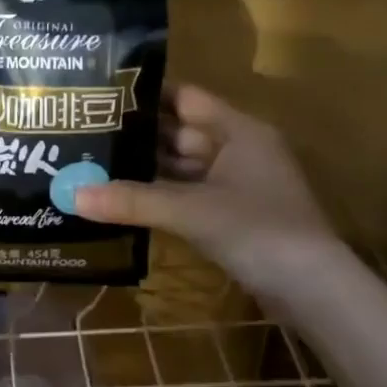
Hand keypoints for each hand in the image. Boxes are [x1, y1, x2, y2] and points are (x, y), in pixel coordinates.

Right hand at [74, 83, 334, 297]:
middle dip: (138, 135)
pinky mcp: (234, 214)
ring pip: (183, 166)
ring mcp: (238, 183)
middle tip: (87, 133)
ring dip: (147, 168)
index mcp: (238, 130)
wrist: (314, 292)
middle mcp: (238, 148)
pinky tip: (125, 197)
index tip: (103, 95)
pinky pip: (189, 193)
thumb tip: (72, 195)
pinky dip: (162, 195)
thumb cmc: (258, 230)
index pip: (185, 97)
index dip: (146, 95)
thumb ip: (132, 200)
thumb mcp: (191, 211)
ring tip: (96, 162)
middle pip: (180, 132)